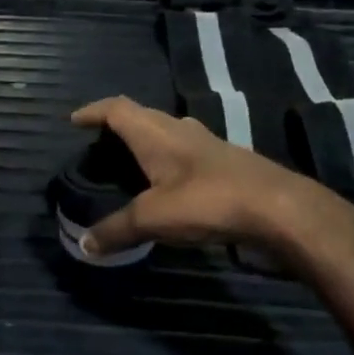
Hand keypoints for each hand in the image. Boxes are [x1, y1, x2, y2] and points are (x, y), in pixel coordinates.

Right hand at [69, 96, 353, 257]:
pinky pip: (187, 152)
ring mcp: (207, 144)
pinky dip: (169, 161)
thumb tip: (83, 245)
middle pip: (142, 116)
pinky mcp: (227, 163)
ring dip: (147, 142)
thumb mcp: (153, 219)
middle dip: (117, 126)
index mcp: (156, 132)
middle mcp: (181, 129)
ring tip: (131, 162)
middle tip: (99, 144)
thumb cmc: (208, 201)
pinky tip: (171, 184)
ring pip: (168, 133)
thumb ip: (116, 230)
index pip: (117, 109)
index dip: (93, 111)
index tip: (75, 120)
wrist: (278, 208)